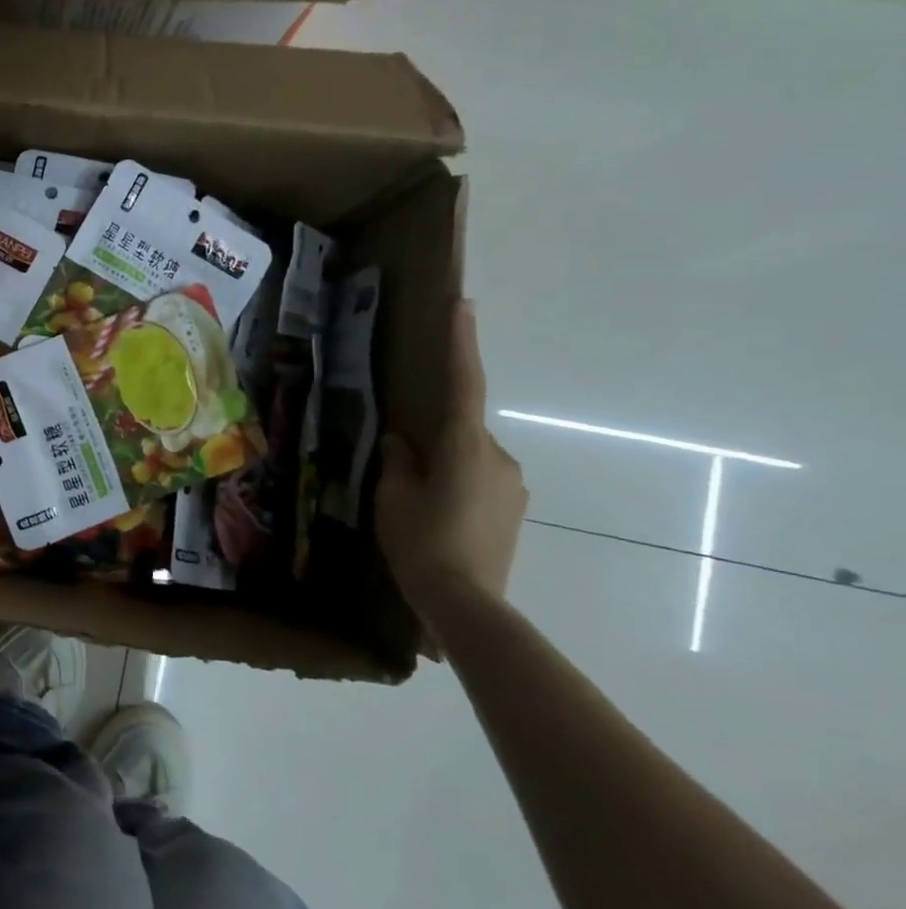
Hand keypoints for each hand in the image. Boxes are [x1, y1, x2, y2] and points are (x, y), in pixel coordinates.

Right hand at [376, 300, 527, 606]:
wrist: (467, 603)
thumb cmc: (420, 543)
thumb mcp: (393, 498)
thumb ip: (398, 462)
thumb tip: (403, 442)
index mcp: (464, 447)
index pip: (462, 385)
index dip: (461, 343)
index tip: (462, 305)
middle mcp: (497, 457)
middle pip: (460, 431)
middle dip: (434, 441)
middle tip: (402, 472)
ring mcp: (512, 485)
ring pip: (470, 459)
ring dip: (445, 469)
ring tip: (417, 505)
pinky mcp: (515, 510)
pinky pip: (481, 481)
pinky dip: (458, 488)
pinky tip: (438, 520)